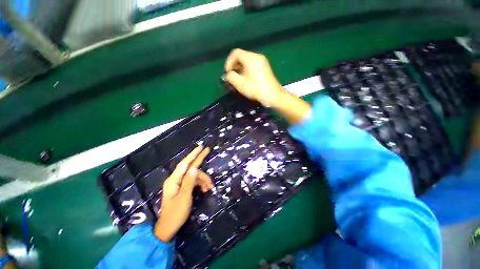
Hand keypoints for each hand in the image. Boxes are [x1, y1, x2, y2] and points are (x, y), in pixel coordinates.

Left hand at [154, 146, 212, 241]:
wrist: (168, 228)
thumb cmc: (175, 214)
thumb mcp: (184, 197)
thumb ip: (189, 181)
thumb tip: (195, 167)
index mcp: (174, 180)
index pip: (185, 163)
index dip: (194, 154)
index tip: (201, 147)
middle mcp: (176, 179)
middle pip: (191, 167)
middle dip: (200, 161)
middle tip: (208, 151)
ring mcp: (179, 184)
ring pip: (194, 175)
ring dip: (203, 179)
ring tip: (210, 187)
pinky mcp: (182, 188)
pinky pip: (193, 181)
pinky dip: (200, 184)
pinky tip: (205, 189)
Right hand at [224, 49, 285, 106]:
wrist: (273, 95)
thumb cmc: (255, 89)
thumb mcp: (240, 84)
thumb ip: (230, 77)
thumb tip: (228, 74)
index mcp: (250, 58)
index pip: (235, 53)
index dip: (229, 62)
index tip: (228, 73)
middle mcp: (257, 56)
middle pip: (242, 56)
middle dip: (234, 65)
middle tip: (232, 76)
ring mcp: (263, 61)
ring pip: (247, 61)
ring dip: (240, 68)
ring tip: (239, 79)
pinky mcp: (265, 67)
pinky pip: (253, 64)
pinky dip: (247, 69)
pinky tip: (247, 79)